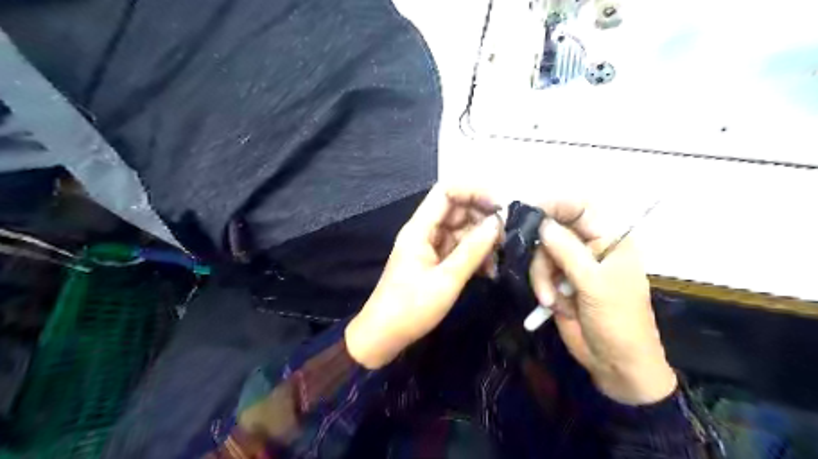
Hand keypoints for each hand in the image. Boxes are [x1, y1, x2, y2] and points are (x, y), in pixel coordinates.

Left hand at [342, 187, 501, 368]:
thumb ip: (472, 250)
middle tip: (504, 238)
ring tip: (498, 260)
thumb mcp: (446, 280)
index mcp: (419, 229)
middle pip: (457, 210)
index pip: (446, 192)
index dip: (473, 192)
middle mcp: (424, 232)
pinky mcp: (435, 263)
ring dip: (482, 241)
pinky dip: (475, 256)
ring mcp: (430, 247)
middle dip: (482, 219)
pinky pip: (459, 250)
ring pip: (461, 231)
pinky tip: (489, 271)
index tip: (499, 207)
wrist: (384, 336)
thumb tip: (496, 223)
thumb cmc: (411, 308)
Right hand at [528, 203, 674, 402]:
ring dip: (541, 278)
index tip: (528, 211)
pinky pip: (538, 272)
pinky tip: (552, 305)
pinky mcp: (558, 281)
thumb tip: (542, 223)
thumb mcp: (595, 285)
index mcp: (610, 239)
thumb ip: (568, 252)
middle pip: (552, 231)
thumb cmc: (618, 322)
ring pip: (541, 254)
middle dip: (543, 255)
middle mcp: (589, 246)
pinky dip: (541, 288)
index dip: (555, 205)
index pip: (580, 208)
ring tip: (551, 300)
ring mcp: (572, 265)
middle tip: (543, 276)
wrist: (615, 365)